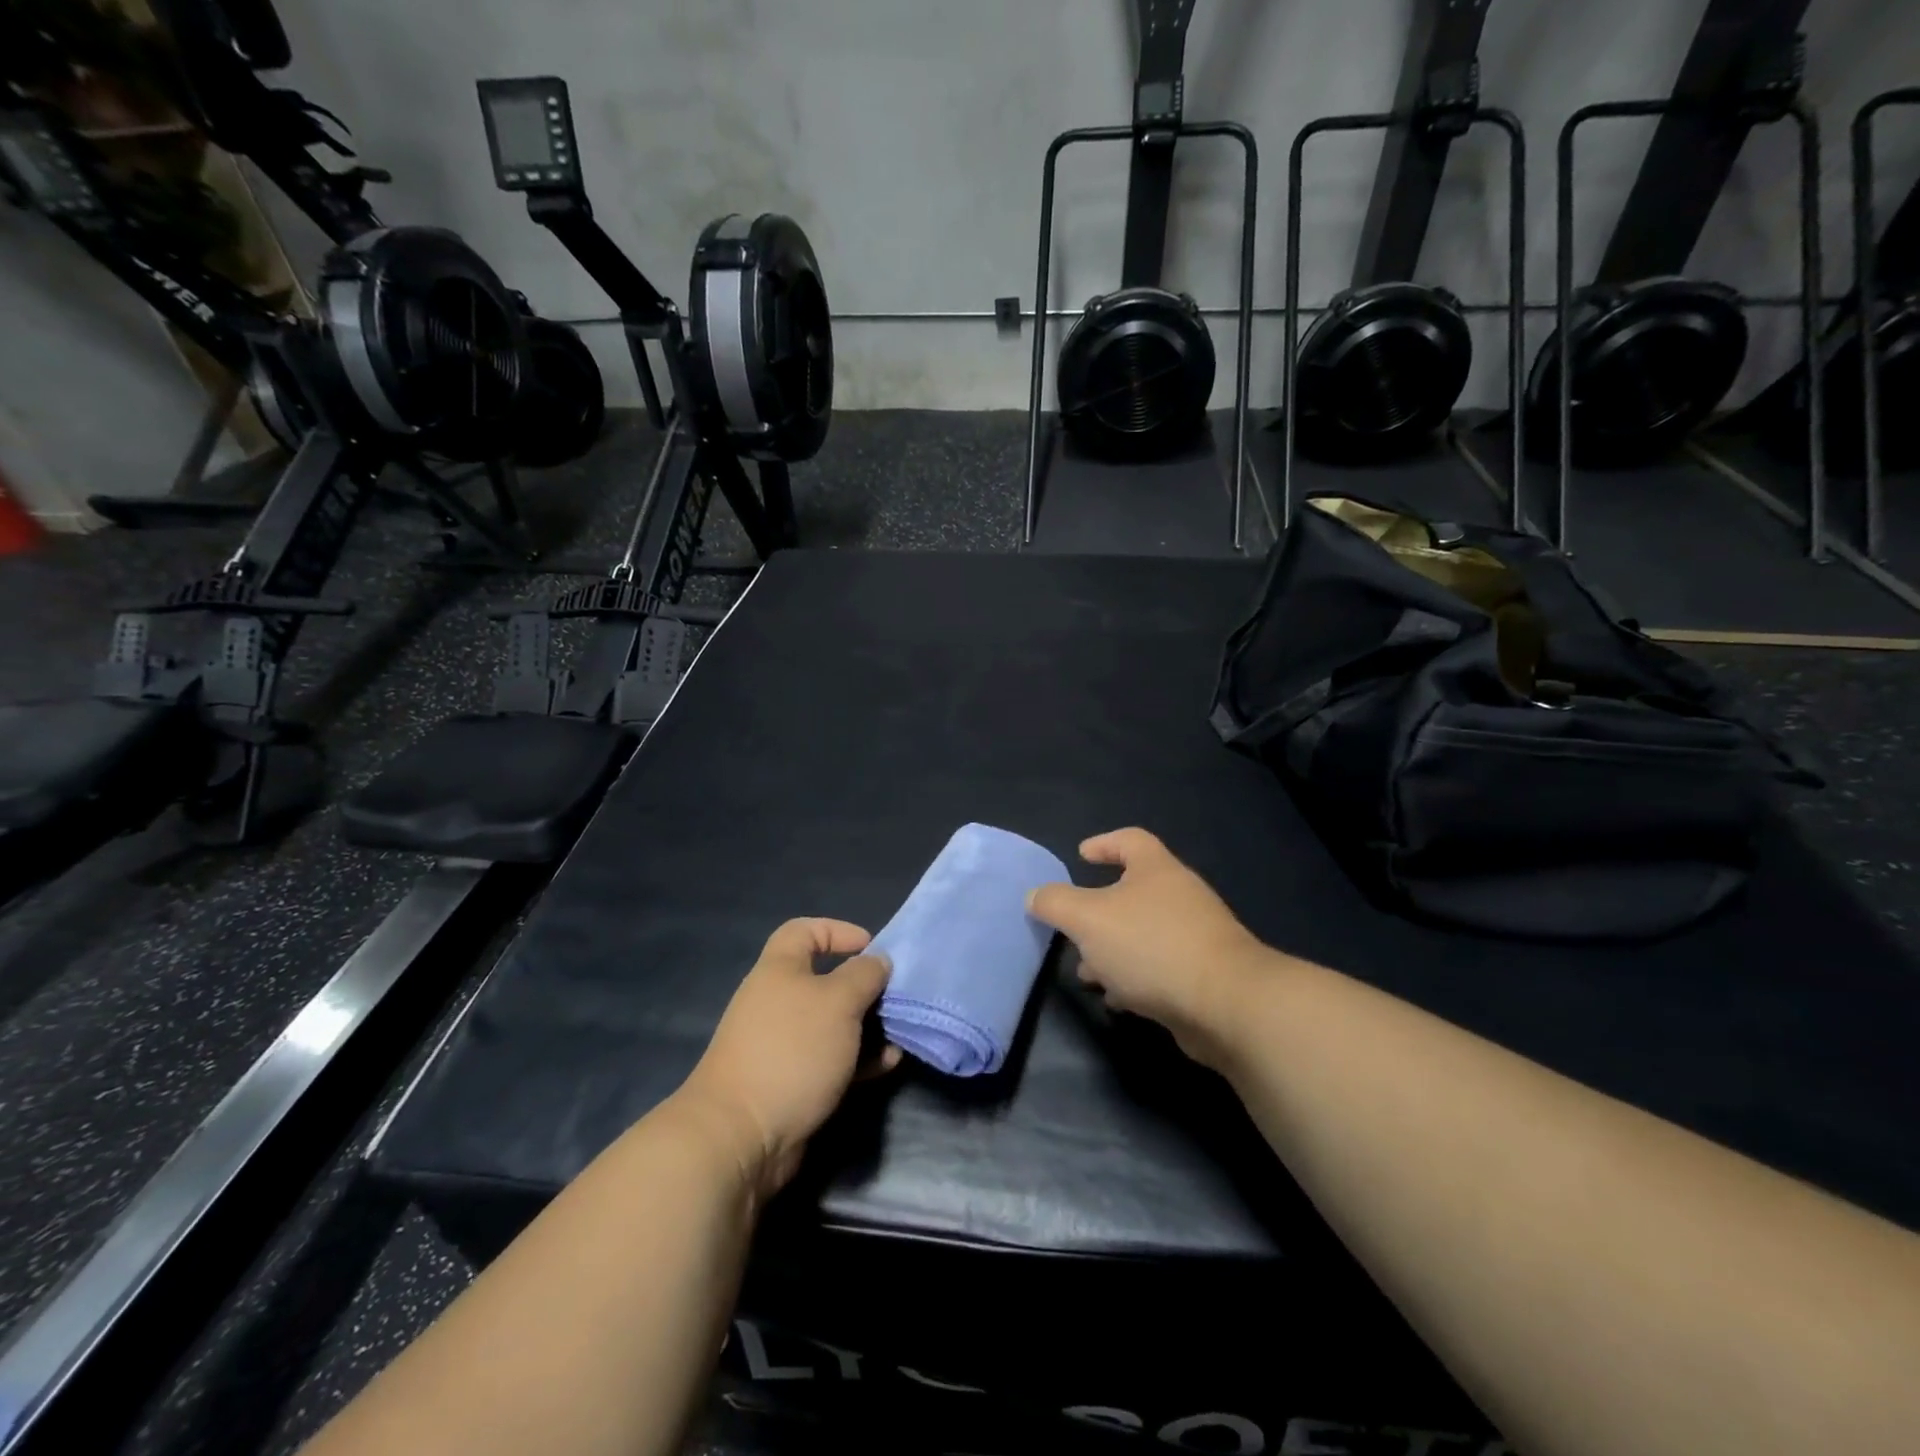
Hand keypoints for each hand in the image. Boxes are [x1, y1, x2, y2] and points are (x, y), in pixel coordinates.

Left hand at [679, 919, 899, 1200]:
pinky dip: (859, 1058)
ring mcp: (782, 1043)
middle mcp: (777, 1001)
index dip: (839, 931)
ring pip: (833, 1023)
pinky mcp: (791, 1081)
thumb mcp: (838, 1002)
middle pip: (825, 979)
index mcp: (779, 969)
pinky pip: (831, 1058)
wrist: (741, 1135)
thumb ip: (864, 975)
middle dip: (864, 986)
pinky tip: (886, 1065)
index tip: (872, 948)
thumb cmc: (792, 1050)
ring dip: (867, 1026)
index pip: (804, 930)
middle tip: (894, 996)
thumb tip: (878, 961)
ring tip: (899, 1034)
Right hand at [1028, 828, 1270, 1067]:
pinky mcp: (1204, 974)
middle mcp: (1180, 895)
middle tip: (1074, 928)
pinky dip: (1135, 977)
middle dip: (1099, 910)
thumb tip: (1035, 896)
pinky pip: (1160, 966)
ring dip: (1113, 950)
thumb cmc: (1151, 945)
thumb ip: (1056, 903)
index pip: (1130, 840)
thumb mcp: (1088, 919)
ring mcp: (1196, 935)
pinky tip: (1118, 998)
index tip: (1081, 855)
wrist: (1226, 1004)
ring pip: (1144, 934)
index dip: (1104, 843)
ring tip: (1087, 972)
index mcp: (1156, 870)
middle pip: (1134, 891)